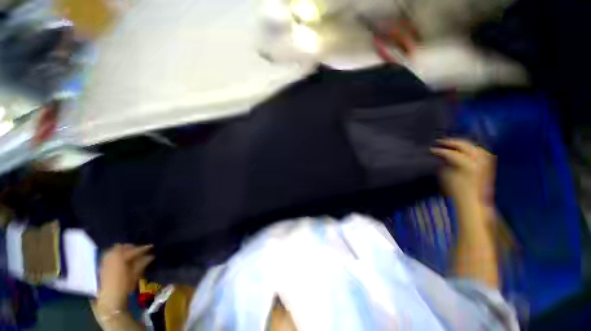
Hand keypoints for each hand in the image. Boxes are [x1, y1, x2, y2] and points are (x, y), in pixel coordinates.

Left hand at [97, 244, 153, 311]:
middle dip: (132, 247)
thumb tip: (150, 255)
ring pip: (115, 250)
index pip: (134, 250)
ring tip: (132, 254)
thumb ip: (142, 263)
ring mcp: (105, 261)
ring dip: (124, 250)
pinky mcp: (102, 266)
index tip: (151, 247)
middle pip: (123, 247)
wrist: (109, 299)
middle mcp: (111, 256)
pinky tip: (123, 259)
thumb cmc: (124, 286)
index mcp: (120, 257)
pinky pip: (110, 255)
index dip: (143, 248)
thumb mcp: (135, 274)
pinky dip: (117, 255)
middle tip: (141, 250)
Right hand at [431, 138, 494, 202]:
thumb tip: (441, 156)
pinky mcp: (488, 166)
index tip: (431, 149)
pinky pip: (481, 152)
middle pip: (465, 145)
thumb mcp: (445, 177)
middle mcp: (479, 160)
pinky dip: (473, 149)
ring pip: (475, 147)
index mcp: (467, 164)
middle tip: (440, 141)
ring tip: (453, 144)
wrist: (473, 203)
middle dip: (452, 142)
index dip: (440, 150)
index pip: (451, 153)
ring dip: (464, 144)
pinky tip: (467, 150)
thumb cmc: (456, 192)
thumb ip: (443, 164)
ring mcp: (485, 162)